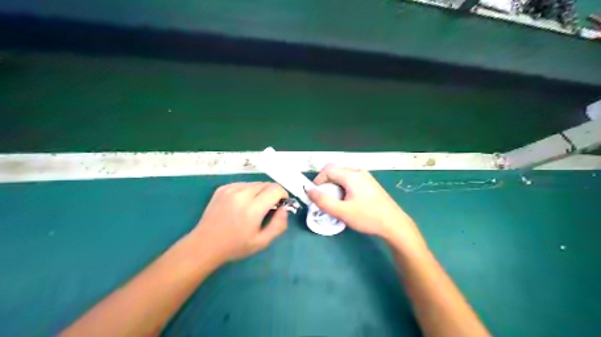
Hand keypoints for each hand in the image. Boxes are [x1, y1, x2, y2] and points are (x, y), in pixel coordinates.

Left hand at [189, 183, 288, 261]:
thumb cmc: (235, 246)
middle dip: (272, 193)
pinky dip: (248, 191)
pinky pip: (243, 184)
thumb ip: (278, 225)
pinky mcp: (222, 188)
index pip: (275, 189)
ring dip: (260, 191)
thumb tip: (284, 209)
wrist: (205, 244)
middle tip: (269, 207)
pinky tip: (242, 203)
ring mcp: (230, 189)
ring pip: (255, 183)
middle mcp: (242, 194)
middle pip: (266, 184)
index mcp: (252, 208)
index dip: (283, 195)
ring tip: (255, 206)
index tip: (281, 204)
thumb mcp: (262, 242)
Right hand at [310, 166, 426, 252]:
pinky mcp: (371, 184)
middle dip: (326, 183)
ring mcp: (366, 177)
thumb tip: (309, 190)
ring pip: (344, 176)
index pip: (328, 170)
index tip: (316, 195)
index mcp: (351, 175)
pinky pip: (352, 180)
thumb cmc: (368, 217)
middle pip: (336, 170)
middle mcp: (359, 172)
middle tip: (325, 199)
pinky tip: (348, 201)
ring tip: (336, 202)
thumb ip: (323, 201)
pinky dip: (344, 187)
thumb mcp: (342, 212)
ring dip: (335, 186)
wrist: (394, 224)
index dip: (318, 180)